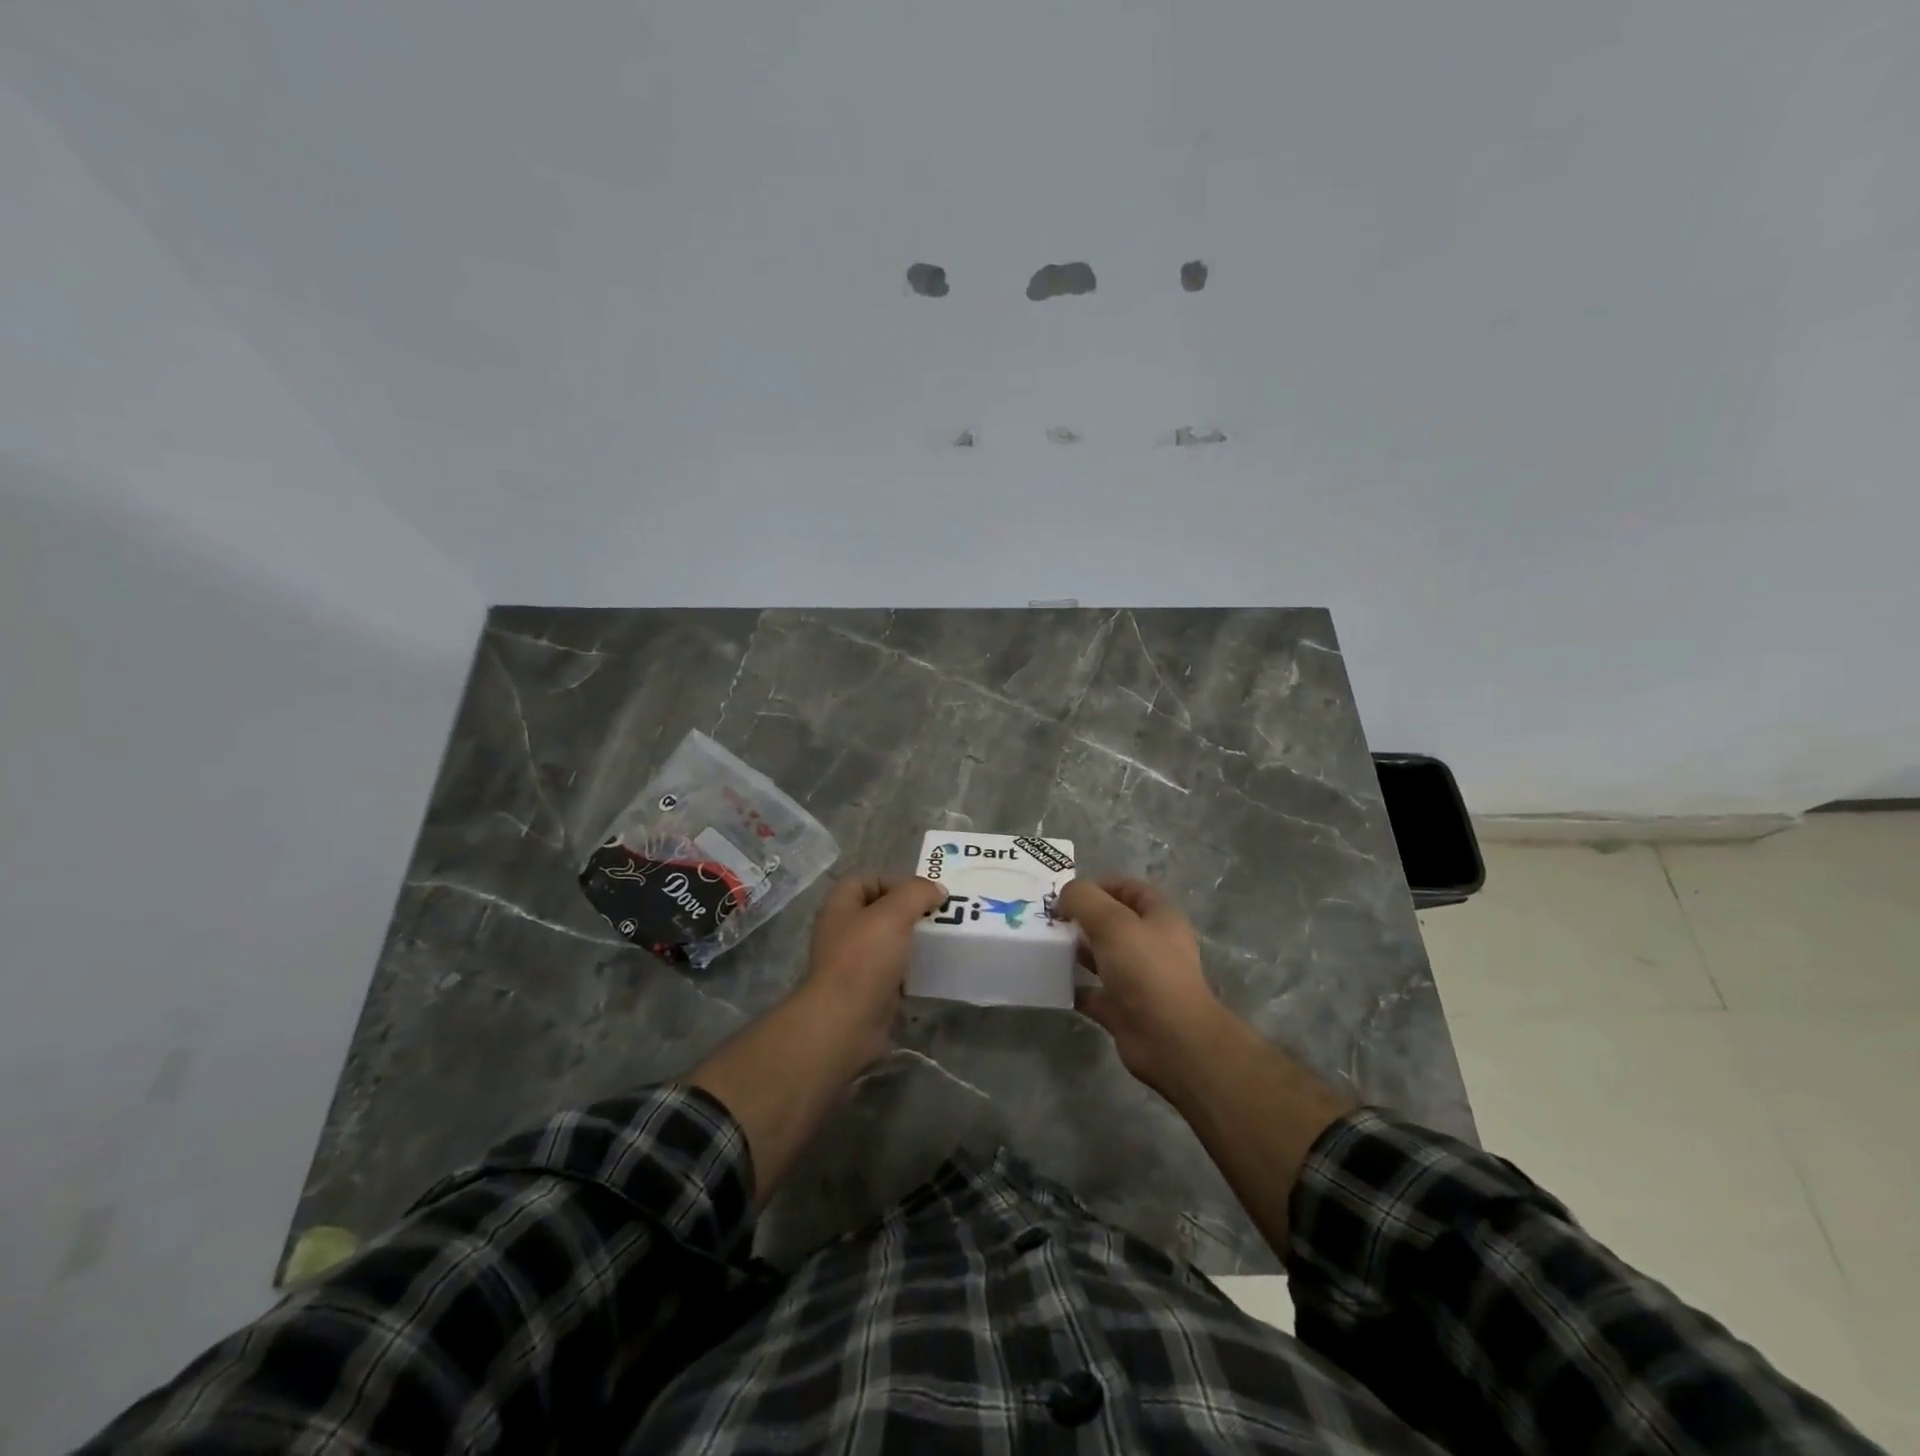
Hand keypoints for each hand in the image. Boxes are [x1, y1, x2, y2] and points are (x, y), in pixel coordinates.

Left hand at [795, 874, 945, 1068]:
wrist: (845, 1024)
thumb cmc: (864, 959)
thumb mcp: (893, 914)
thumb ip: (917, 893)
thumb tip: (936, 891)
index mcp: (840, 906)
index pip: (866, 879)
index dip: (894, 880)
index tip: (922, 894)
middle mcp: (843, 931)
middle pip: (879, 911)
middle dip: (909, 911)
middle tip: (938, 916)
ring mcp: (853, 963)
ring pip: (888, 942)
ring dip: (912, 941)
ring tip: (940, 942)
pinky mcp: (866, 991)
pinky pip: (892, 972)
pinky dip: (911, 970)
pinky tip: (930, 972)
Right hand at [1055, 878, 1227, 1097]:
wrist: (1170, 1040)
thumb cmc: (1146, 970)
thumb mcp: (1112, 922)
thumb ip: (1083, 899)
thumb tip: (1064, 896)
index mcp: (1160, 918)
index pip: (1129, 889)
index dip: (1099, 885)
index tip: (1066, 893)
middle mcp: (1152, 945)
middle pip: (1113, 923)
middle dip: (1082, 918)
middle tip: (1048, 919)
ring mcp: (1139, 979)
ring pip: (1102, 957)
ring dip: (1076, 951)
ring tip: (1045, 946)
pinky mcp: (1124, 1010)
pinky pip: (1093, 993)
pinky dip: (1074, 988)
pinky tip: (1051, 981)